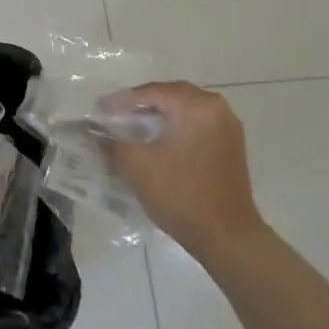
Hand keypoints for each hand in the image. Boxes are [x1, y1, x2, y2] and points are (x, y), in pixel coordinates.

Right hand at [103, 82, 263, 259]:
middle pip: (172, 95)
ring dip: (161, 114)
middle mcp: (216, 108)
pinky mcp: (231, 146)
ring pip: (186, 110)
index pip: (152, 92)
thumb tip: (96, 134)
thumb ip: (113, 144)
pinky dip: (177, 126)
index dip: (122, 100)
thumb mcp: (138, 166)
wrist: (227, 237)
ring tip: (135, 125)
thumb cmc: (181, 194)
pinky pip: (198, 124)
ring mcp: (228, 127)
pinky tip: (160, 141)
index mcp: (196, 106)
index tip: (100, 108)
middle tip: (117, 113)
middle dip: (143, 102)